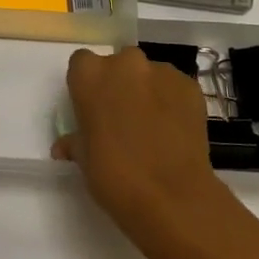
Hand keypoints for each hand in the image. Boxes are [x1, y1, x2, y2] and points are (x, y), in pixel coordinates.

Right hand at [52, 48, 222, 246]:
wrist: (171, 195)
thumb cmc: (113, 174)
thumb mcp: (83, 158)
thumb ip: (75, 141)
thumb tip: (67, 146)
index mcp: (90, 75)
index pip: (82, 63)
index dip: (87, 84)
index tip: (91, 106)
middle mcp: (125, 64)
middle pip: (119, 64)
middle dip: (119, 84)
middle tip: (122, 116)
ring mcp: (162, 72)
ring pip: (149, 75)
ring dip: (147, 91)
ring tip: (152, 126)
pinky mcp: (191, 87)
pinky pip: (175, 88)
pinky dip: (172, 102)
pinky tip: (173, 130)